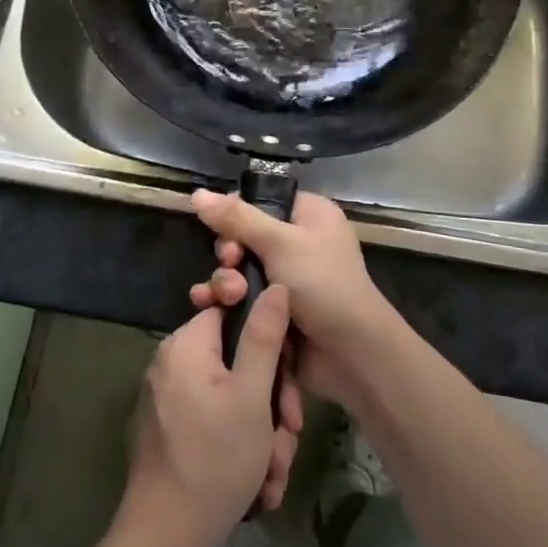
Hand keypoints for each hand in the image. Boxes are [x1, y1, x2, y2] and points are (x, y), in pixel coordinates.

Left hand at [121, 283, 301, 546]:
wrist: (165, 539)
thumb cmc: (215, 459)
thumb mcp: (253, 395)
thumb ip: (264, 336)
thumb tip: (274, 285)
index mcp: (186, 344)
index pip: (234, 312)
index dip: (268, 341)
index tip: (288, 379)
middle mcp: (172, 363)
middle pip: (236, 361)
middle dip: (271, 402)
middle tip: (288, 437)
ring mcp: (168, 398)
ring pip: (231, 397)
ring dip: (261, 432)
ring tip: (274, 472)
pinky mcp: (169, 429)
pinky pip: (214, 420)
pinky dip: (239, 445)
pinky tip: (260, 483)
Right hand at [190, 190, 400, 408]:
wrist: (351, 354)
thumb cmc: (322, 284)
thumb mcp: (280, 243)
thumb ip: (236, 218)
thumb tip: (197, 193)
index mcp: (309, 215)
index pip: (261, 201)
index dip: (236, 214)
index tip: (225, 232)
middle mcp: (298, 242)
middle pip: (244, 237)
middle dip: (230, 254)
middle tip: (231, 265)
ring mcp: (286, 280)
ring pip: (239, 270)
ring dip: (225, 281)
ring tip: (228, 296)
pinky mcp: (275, 311)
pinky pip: (242, 299)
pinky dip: (226, 302)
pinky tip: (208, 308)